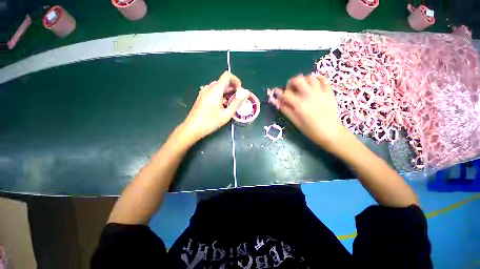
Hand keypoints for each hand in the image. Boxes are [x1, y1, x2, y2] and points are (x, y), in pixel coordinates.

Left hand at [181, 71, 250, 141]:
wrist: (192, 128)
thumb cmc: (210, 122)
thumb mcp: (226, 114)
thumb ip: (237, 102)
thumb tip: (247, 92)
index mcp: (215, 90)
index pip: (227, 76)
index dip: (236, 80)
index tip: (239, 91)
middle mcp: (209, 88)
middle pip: (223, 81)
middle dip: (232, 88)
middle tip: (236, 100)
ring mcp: (204, 91)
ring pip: (218, 86)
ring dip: (226, 92)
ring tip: (230, 104)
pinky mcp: (202, 96)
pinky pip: (213, 90)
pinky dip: (220, 94)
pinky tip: (221, 105)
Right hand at [270, 75, 345, 150]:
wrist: (330, 133)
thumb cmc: (310, 130)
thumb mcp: (295, 121)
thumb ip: (285, 110)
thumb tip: (275, 101)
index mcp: (300, 105)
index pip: (286, 94)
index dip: (281, 94)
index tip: (280, 97)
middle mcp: (310, 96)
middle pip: (298, 79)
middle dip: (291, 83)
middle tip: (291, 90)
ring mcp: (321, 93)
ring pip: (310, 77)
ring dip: (303, 81)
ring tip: (302, 88)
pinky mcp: (330, 92)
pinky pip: (323, 80)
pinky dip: (316, 80)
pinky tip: (313, 86)